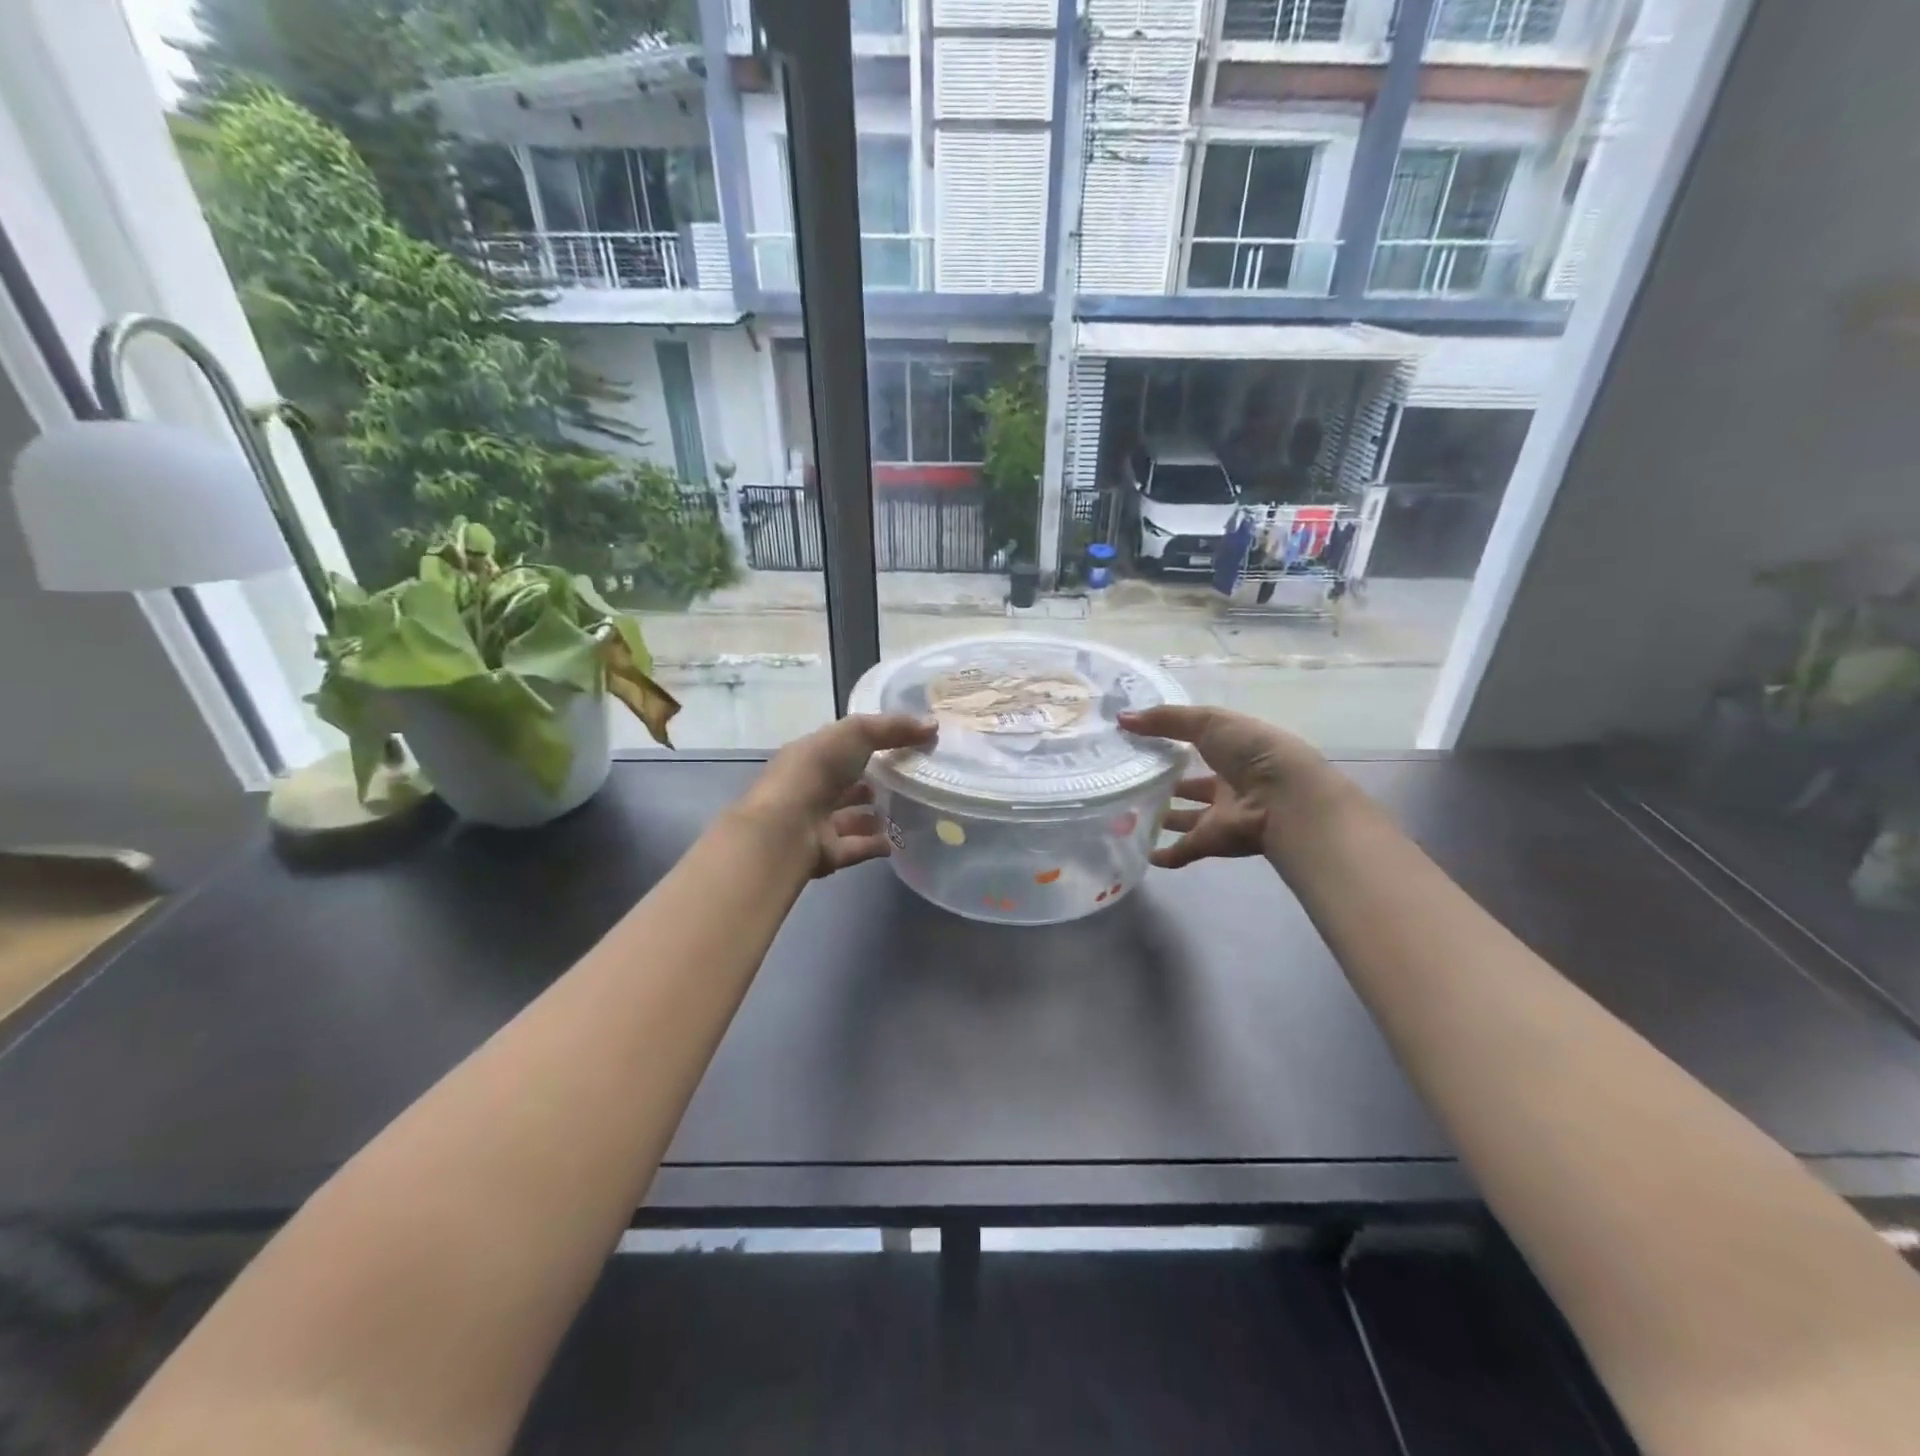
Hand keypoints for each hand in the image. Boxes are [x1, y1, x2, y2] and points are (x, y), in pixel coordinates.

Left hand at [737, 713, 937, 877]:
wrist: (785, 829)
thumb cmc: (816, 772)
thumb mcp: (856, 734)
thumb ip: (893, 728)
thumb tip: (933, 726)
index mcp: (810, 756)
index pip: (841, 747)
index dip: (869, 744)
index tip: (904, 745)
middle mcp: (811, 788)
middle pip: (845, 784)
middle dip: (870, 781)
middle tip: (908, 780)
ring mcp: (817, 823)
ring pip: (849, 818)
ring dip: (872, 815)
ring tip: (907, 811)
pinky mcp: (827, 854)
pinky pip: (856, 847)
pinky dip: (875, 844)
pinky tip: (898, 841)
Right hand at [1118, 705, 1340, 869]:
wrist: (1285, 800)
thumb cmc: (1252, 752)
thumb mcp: (1209, 722)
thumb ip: (1165, 720)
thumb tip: (1121, 719)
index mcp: (1234, 750)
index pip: (1200, 744)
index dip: (1173, 741)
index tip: (1138, 741)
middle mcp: (1229, 783)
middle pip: (1193, 784)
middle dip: (1167, 783)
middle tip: (1129, 779)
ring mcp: (1221, 815)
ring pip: (1187, 817)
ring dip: (1164, 817)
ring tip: (1126, 812)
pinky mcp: (1213, 841)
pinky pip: (1185, 849)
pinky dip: (1166, 854)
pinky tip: (1142, 852)